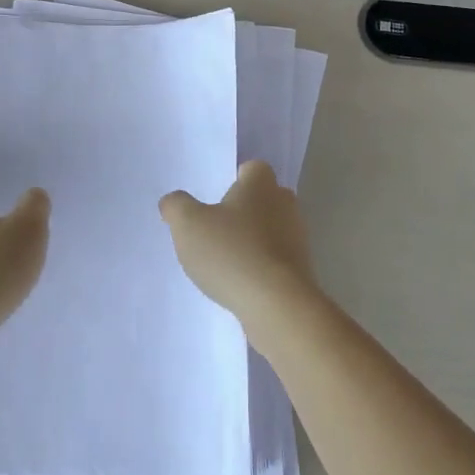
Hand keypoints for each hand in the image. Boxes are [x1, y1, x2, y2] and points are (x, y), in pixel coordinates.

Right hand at [160, 161, 322, 342]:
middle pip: (264, 199)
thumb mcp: (188, 224)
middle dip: (243, 211)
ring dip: (252, 242)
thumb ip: (176, 206)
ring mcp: (298, 239)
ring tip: (224, 261)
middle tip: (215, 228)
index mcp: (261, 184)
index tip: (215, 199)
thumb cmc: (231, 252)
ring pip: (271, 231)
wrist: (277, 306)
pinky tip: (240, 284)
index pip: (251, 169)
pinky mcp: (301, 271)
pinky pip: (276, 261)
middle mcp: (285, 205)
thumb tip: (172, 202)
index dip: (234, 180)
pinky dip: (261, 268)